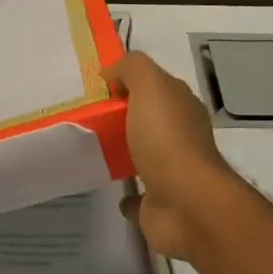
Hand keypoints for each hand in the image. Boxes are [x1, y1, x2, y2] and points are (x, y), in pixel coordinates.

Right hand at [104, 53, 241, 261]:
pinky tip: (110, 189)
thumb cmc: (167, 139)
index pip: (157, 87)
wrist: (186, 203)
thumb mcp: (150, 86)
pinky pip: (138, 197)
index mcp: (182, 107)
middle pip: (149, 121)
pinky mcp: (159, 205)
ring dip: (124, 153)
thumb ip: (132, 69)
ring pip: (144, 157)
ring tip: (91, 150)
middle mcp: (181, 138)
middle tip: (86, 117)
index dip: (130, 82)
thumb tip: (112, 73)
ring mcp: (172, 173)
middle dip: (124, 117)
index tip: (97, 87)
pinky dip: (127, 195)